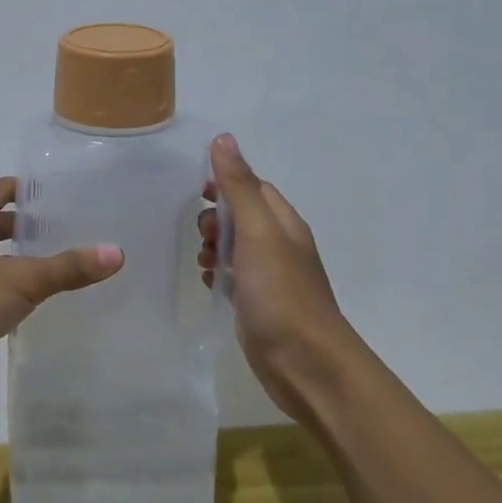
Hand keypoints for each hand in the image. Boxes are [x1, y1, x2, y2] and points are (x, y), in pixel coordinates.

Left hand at [0, 177, 123, 400]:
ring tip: (50, 269)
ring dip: (11, 264)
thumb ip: (66, 268)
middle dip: (21, 228)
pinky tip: (24, 309)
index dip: (20, 188)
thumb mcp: (18, 280)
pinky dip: (2, 297)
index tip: (50, 190)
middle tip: (60, 231)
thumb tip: (116, 253)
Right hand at [200, 135, 355, 420]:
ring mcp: (269, 278)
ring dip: (214, 247)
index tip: (196, 191)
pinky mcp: (257, 305)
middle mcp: (279, 246)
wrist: (304, 363)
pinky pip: (232, 278)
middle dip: (216, 219)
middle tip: (203, 235)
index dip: (225, 183)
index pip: (254, 187)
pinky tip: (210, 284)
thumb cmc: (281, 293)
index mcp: (284, 223)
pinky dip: (218, 275)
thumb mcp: (258, 233)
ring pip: (235, 249)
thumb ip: (239, 188)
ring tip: (203, 262)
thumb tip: (223, 139)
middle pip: (241, 217)